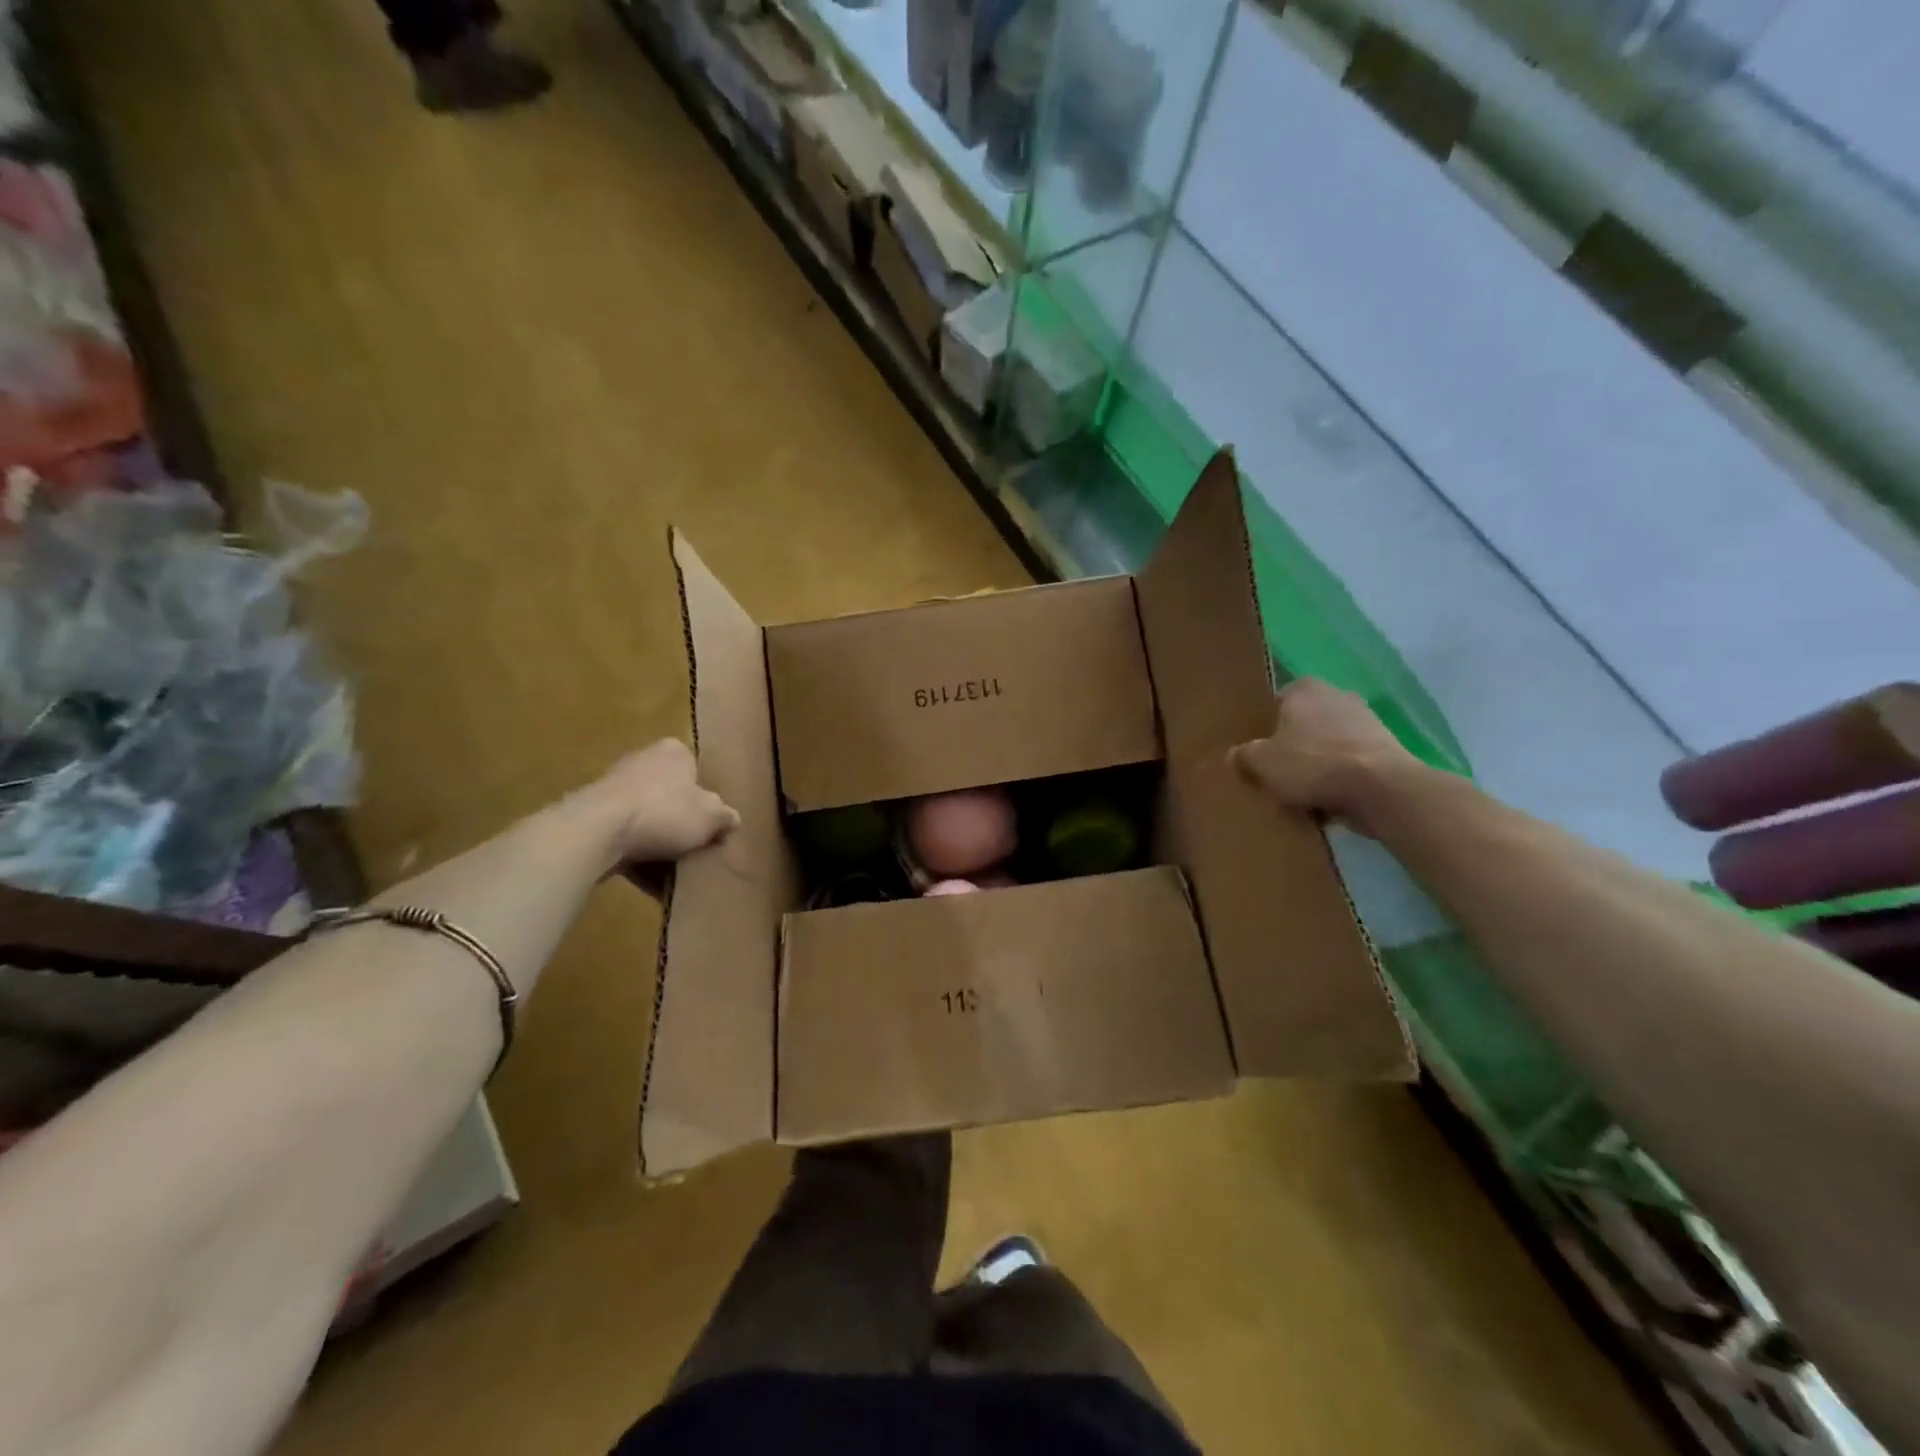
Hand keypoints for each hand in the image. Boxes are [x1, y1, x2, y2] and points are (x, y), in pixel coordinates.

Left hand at [574, 739, 737, 875]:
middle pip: (669, 794)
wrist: (597, 832)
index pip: (694, 769)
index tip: (710, 821)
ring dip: (657, 841)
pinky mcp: (591, 816)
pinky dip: (637, 856)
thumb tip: (731, 819)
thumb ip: (725, 816)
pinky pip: (624, 838)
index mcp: (672, 751)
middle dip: (679, 819)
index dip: (705, 796)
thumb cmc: (664, 812)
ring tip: (673, 869)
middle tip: (694, 845)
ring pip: (646, 817)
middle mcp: (641, 760)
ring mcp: (612, 788)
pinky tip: (650, 881)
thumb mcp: (712, 816)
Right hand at [1231, 679, 1417, 836]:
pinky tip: (1329, 802)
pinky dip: (1341, 778)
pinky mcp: (1387, 749)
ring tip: (1302, 793)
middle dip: (1294, 744)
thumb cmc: (1312, 764)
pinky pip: (1351, 763)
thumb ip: (1244, 755)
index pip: (1277, 701)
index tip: (1259, 750)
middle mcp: (1337, 695)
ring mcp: (1367, 721)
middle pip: (1305, 723)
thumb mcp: (1261, 763)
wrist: (1381, 789)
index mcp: (1304, 689)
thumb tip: (1235, 754)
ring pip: (1329, 744)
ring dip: (1319, 764)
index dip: (1266, 726)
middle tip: (1277, 771)